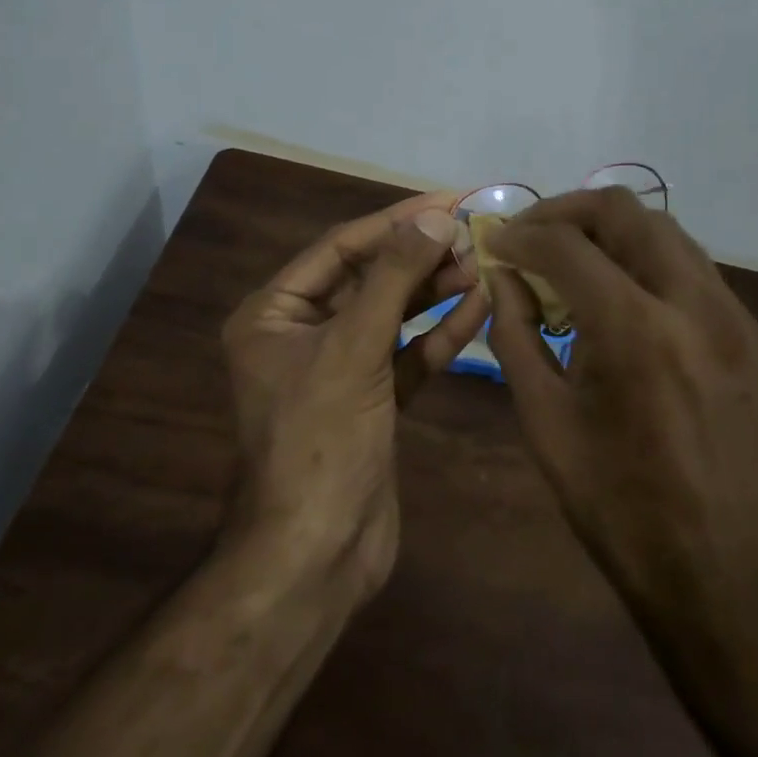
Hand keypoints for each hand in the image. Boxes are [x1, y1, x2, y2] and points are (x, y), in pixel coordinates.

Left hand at [220, 191, 488, 598]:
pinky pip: (408, 353)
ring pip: (393, 314)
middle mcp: (303, 333)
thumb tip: (436, 219)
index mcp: (275, 313)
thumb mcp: (354, 348)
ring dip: (434, 290)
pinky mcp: (373, 400)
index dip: (397, 221)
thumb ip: (395, 278)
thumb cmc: (321, 440)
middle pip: (370, 277)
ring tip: (482, 264)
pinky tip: (478, 308)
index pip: (342, 248)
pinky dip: (440, 333)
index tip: (450, 200)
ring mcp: (340, 368)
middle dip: (420, 255)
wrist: (317, 556)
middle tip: (475, 232)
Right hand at [483, 189, 757, 650]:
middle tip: (531, 238)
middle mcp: (692, 301)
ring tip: (571, 260)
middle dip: (566, 212)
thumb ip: (514, 335)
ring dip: (609, 230)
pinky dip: (645, 257)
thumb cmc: (619, 506)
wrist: (725, 573)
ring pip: (662, 227)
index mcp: (635, 330)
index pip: (566, 245)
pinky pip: (689, 264)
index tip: (494, 243)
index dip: (521, 235)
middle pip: (623, 209)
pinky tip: (620, 293)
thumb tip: (502, 276)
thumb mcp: (545, 421)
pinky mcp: (750, 331)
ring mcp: (731, 312)